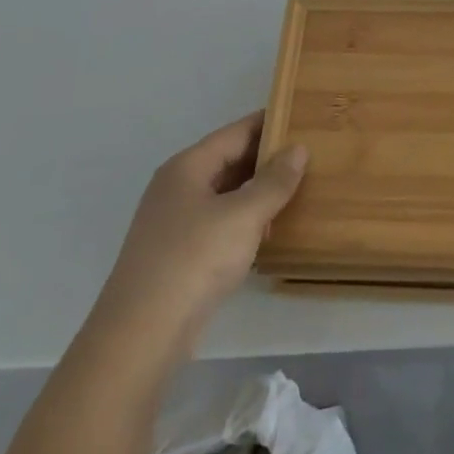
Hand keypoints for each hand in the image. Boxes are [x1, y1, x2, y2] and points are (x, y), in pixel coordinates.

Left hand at [89, 113, 306, 358]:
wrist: (141, 335)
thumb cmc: (194, 260)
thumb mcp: (243, 215)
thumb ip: (274, 181)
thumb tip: (297, 148)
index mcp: (187, 167)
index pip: (236, 132)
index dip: (270, 123)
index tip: (305, 118)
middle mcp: (177, 187)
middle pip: (229, 160)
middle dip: (268, 158)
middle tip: (312, 153)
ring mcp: (175, 223)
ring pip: (226, 194)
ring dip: (259, 191)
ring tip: (301, 187)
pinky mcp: (179, 254)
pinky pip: (220, 223)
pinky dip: (246, 220)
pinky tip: (272, 228)